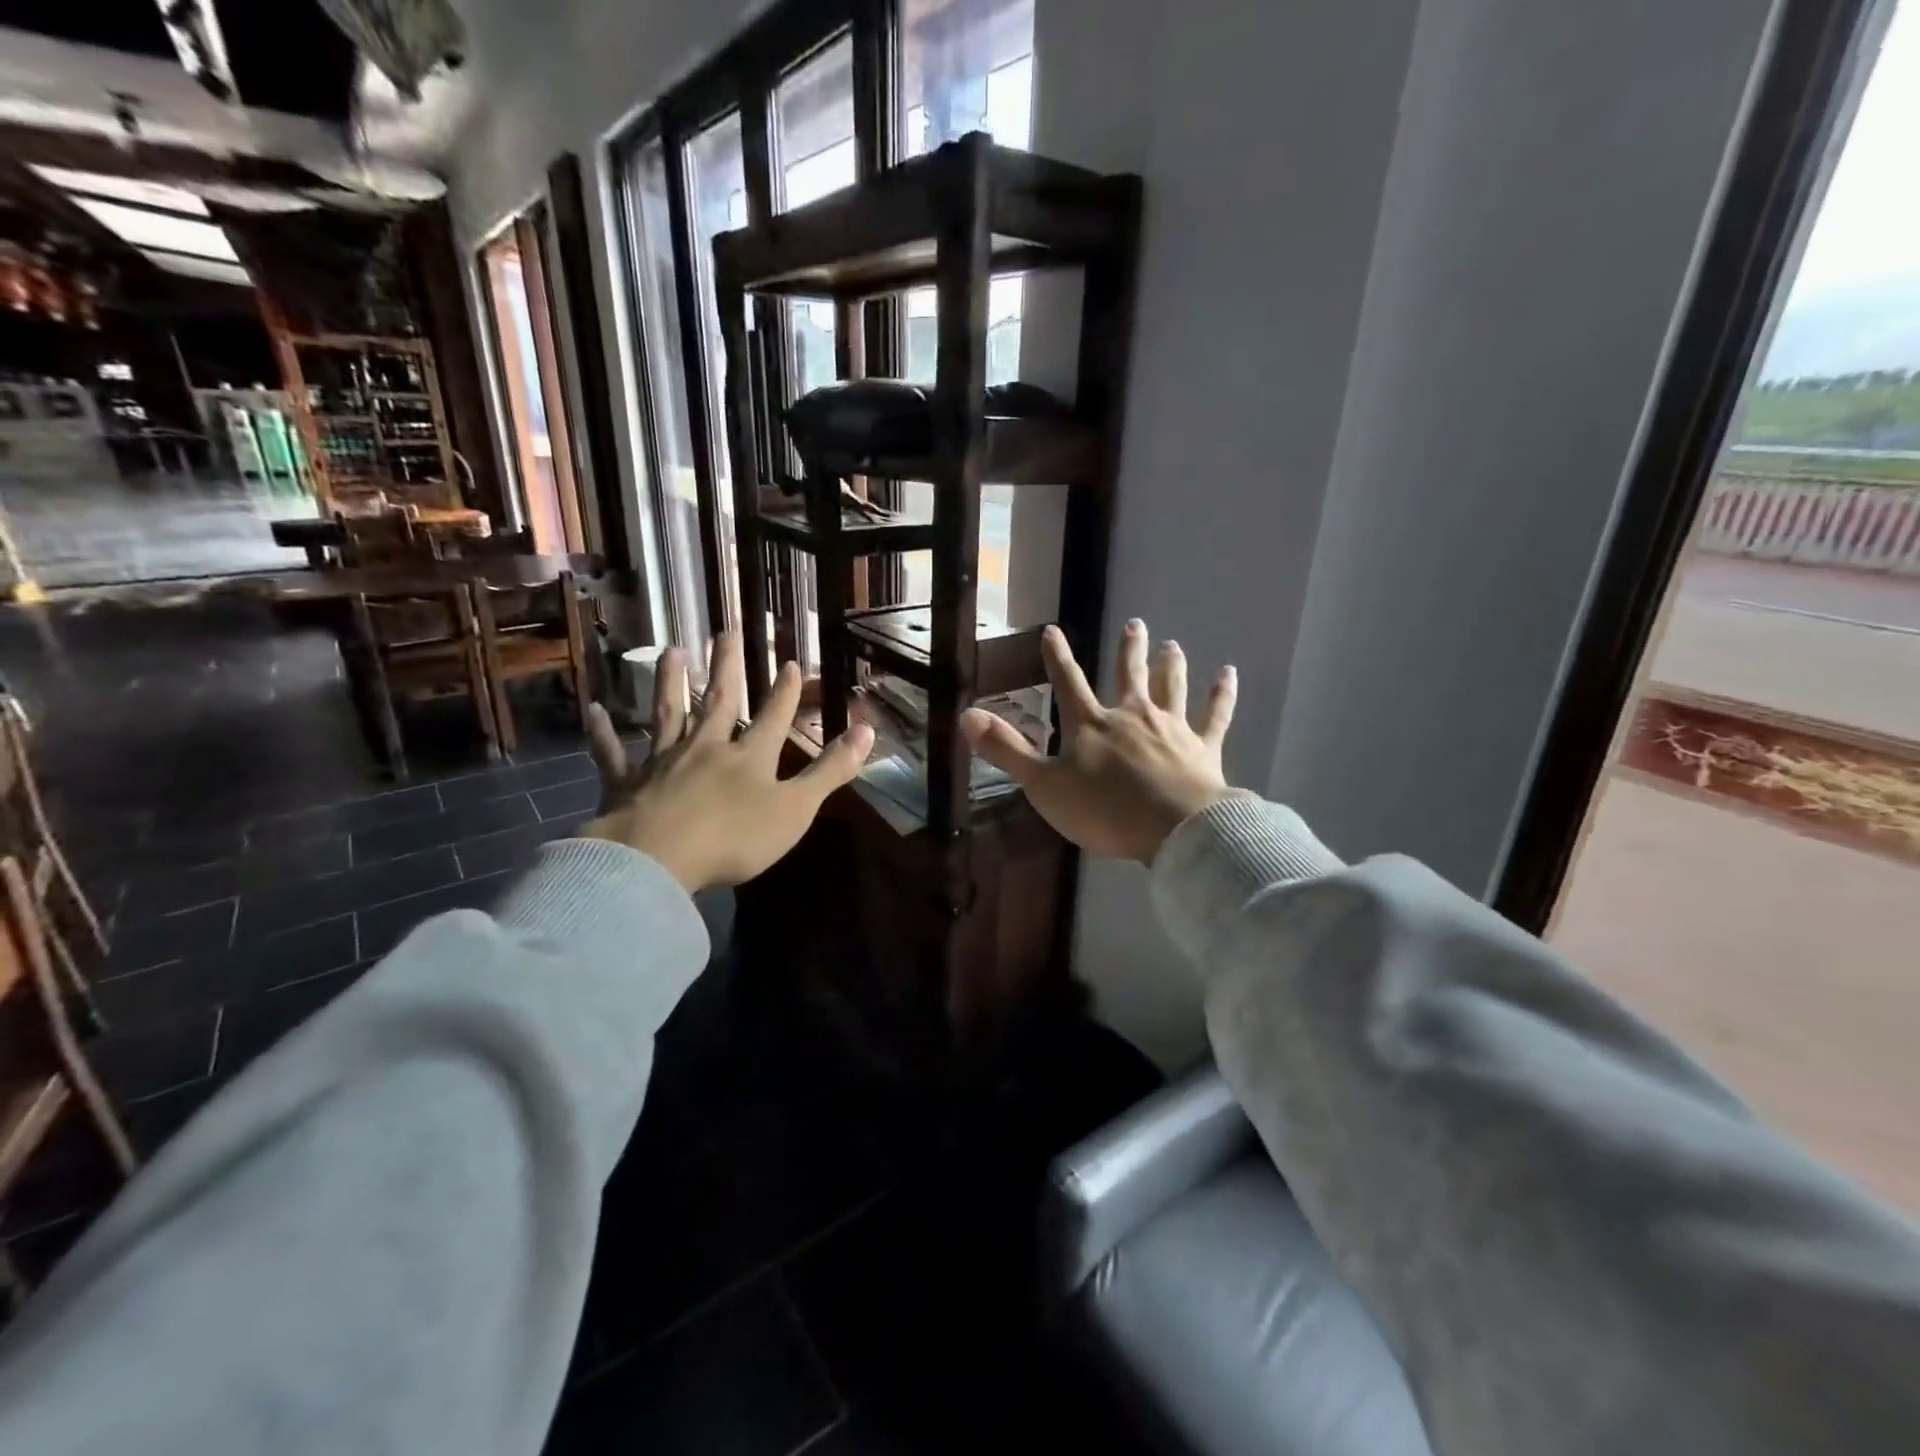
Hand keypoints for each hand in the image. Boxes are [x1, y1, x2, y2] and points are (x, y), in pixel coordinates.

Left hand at [582, 634, 875, 891]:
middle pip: (719, 700)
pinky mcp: (625, 784)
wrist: (657, 860)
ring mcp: (662, 762)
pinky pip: (612, 753)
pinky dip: (603, 732)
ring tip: (670, 651)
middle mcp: (706, 748)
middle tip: (726, 631)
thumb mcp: (796, 808)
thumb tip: (868, 730)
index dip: (784, 690)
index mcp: (749, 757)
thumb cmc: (734, 838)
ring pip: (668, 715)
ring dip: (670, 683)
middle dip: (727, 667)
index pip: (773, 716)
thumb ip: (830, 770)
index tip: (788, 661)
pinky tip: (593, 710)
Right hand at [962, 619, 1237, 863]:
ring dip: (1171, 666)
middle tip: (1136, 624)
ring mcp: (1172, 729)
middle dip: (1130, 651)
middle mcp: (1132, 716)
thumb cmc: (1103, 810)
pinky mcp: (1204, 748)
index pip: (1068, 683)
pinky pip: (1215, 716)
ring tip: (1173, 645)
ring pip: (1171, 688)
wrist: (1172, 829)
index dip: (1057, 657)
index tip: (1052, 630)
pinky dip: (1222, 695)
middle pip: (1129, 675)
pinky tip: (1229, 675)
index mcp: (1092, 725)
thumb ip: (1007, 750)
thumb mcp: (1044, 785)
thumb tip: (966, 715)